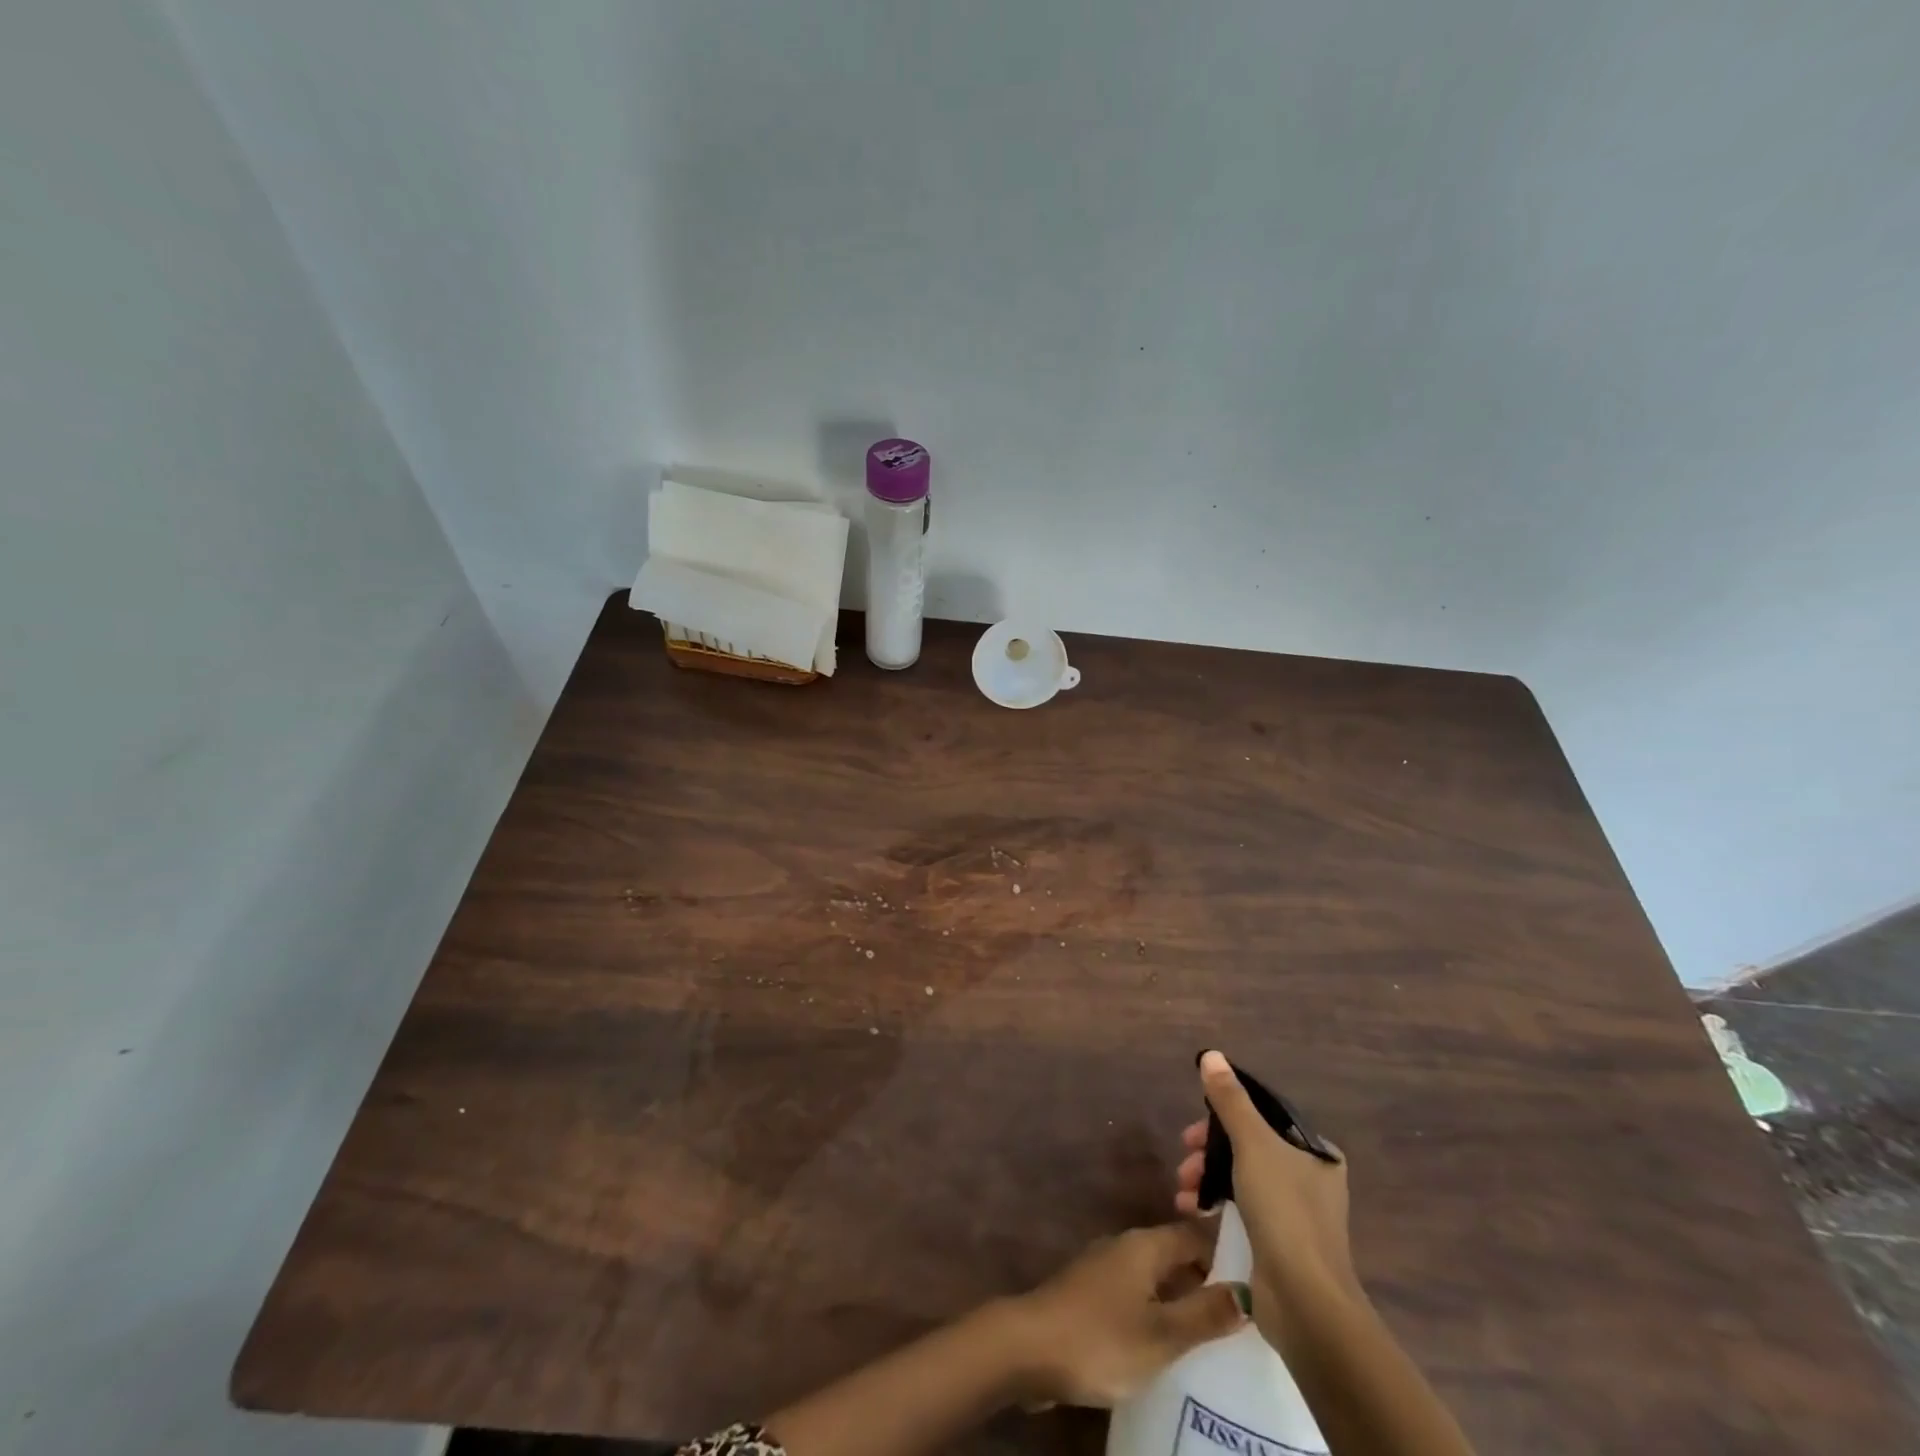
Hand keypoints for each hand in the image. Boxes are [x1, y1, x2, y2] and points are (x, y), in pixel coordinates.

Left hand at [1007, 1221, 1248, 1408]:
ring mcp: (1107, 1269)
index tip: (1264, 1268)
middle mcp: (1127, 1246)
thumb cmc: (1100, 1337)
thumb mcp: (1161, 1335)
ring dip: (1187, 1295)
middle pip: (1178, 1252)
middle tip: (1253, 1307)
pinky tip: (1178, 1341)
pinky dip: (1163, 1309)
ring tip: (1224, 1327)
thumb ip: (1204, 1313)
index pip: (1198, 1233)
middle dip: (1212, 1274)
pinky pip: (1140, 1294)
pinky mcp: (1094, 1295)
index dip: (1230, 1247)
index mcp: (1145, 1244)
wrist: (1028, 1347)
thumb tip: (1249, 1292)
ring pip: (1159, 1275)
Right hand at [1174, 1050, 1359, 1350]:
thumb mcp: (1253, 1145)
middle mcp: (1311, 1180)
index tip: (1197, 1127)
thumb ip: (1230, 1101)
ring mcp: (1296, 1215)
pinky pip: (1241, 1210)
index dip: (1226, 1115)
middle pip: (1248, 1147)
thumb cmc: (1284, 1212)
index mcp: (1317, 1154)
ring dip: (1207, 1178)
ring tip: (1182, 1190)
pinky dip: (1215, 1205)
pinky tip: (1191, 1211)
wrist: (1305, 1303)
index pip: (1265, 1117)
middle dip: (1210, 1150)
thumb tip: (1211, 1055)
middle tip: (1185, 1158)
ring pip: (1242, 1178)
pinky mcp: (1279, 1245)